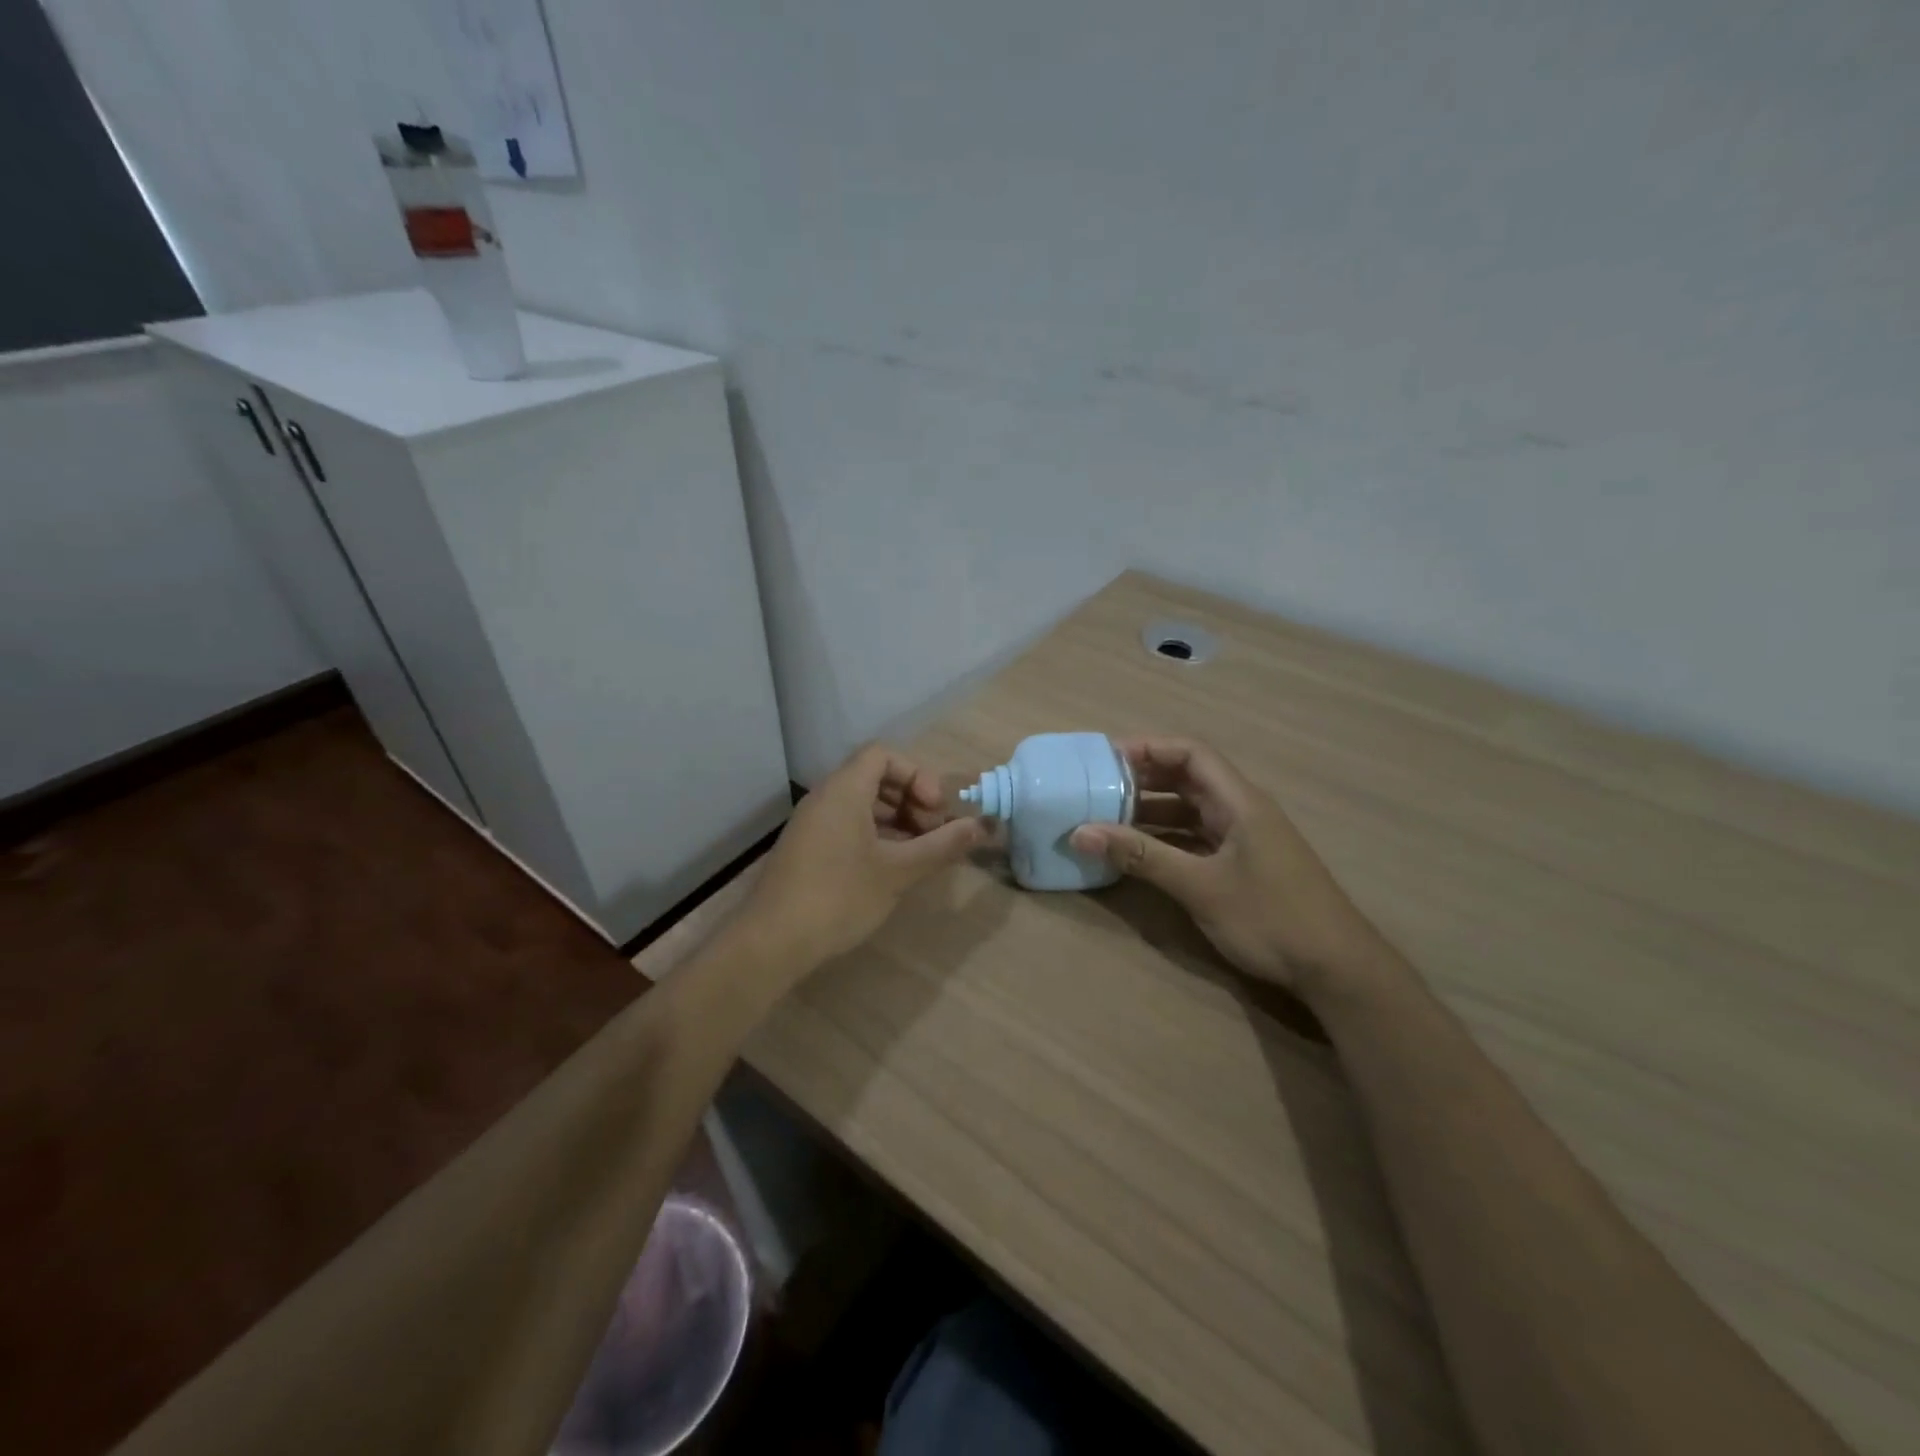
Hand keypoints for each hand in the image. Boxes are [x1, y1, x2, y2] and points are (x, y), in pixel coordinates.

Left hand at [739, 743, 988, 973]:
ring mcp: (812, 824)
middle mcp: (824, 798)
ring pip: (861, 805)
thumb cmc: (838, 897)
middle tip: (932, 833)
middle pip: (874, 777)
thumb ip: (941, 846)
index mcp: (844, 790)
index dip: (917, 776)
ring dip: (895, 821)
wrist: (771, 942)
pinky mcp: (807, 849)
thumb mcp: (898, 871)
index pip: (883, 755)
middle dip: (911, 800)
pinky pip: (847, 826)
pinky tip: (891, 869)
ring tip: (918, 854)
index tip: (935, 810)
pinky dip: (875, 836)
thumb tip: (982, 826)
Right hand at [1071, 737, 1385, 996]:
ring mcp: (1244, 839)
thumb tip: (1081, 832)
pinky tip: (1137, 852)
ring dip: (1151, 811)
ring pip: (1190, 810)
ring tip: (1107, 818)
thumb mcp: (1199, 886)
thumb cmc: (1271, 918)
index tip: (1105, 758)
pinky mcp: (1243, 865)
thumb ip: (1141, 857)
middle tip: (1097, 787)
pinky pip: (1196, 837)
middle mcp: (1242, 811)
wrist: (1337, 969)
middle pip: (1188, 778)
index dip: (1148, 748)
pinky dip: (1165, 838)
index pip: (1190, 753)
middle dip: (1143, 778)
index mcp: (1240, 801)